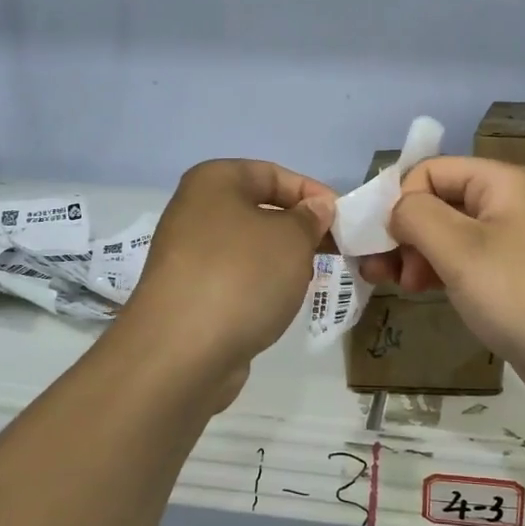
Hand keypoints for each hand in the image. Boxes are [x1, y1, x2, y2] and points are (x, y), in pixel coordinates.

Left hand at [120, 160, 334, 406]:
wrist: (182, 352)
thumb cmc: (243, 276)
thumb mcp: (292, 238)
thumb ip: (310, 217)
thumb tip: (316, 208)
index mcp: (214, 181)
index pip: (273, 174)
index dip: (312, 193)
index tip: (343, 220)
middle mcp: (195, 211)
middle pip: (260, 210)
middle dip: (299, 229)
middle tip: (333, 250)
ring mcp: (187, 255)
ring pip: (249, 247)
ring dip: (282, 260)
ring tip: (308, 279)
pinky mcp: (188, 293)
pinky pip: (235, 278)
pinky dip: (260, 286)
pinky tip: (278, 304)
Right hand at [358, 157, 524, 412]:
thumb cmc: (519, 294)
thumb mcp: (459, 249)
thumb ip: (415, 216)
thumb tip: (396, 211)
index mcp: (499, 182)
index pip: (430, 171)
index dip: (401, 200)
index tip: (386, 243)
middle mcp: (504, 203)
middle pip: (436, 201)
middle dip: (404, 232)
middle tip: (384, 271)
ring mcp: (508, 241)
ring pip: (445, 234)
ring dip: (414, 254)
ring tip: (396, 285)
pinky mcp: (509, 277)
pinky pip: (462, 261)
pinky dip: (436, 271)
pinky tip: (420, 291)